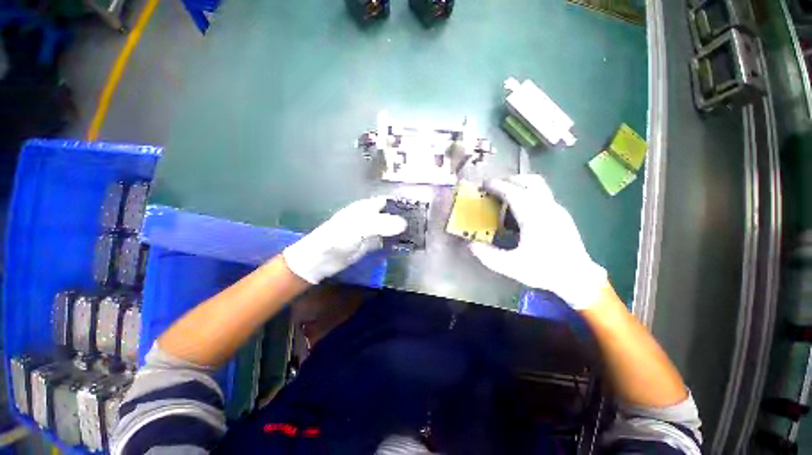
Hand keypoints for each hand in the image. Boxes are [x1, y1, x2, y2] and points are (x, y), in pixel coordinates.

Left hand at [283, 197, 407, 283]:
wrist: (321, 258)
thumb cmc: (338, 237)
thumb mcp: (360, 227)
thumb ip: (382, 224)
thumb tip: (405, 223)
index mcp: (366, 208)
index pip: (388, 201)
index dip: (402, 203)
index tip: (419, 208)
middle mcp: (370, 217)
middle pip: (391, 214)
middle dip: (405, 217)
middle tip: (423, 224)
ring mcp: (370, 231)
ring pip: (389, 227)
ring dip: (402, 230)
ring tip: (419, 234)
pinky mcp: (369, 244)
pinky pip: (386, 240)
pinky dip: (395, 241)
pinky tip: (406, 245)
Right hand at [469, 174, 606, 309]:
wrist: (578, 278)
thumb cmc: (545, 270)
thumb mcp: (511, 266)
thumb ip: (488, 255)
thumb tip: (470, 244)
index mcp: (534, 216)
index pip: (513, 192)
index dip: (497, 186)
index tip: (483, 184)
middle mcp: (547, 207)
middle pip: (529, 181)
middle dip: (510, 180)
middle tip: (494, 188)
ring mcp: (557, 209)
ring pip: (539, 185)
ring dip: (520, 185)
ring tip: (506, 196)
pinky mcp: (561, 215)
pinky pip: (542, 195)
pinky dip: (528, 194)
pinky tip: (520, 211)